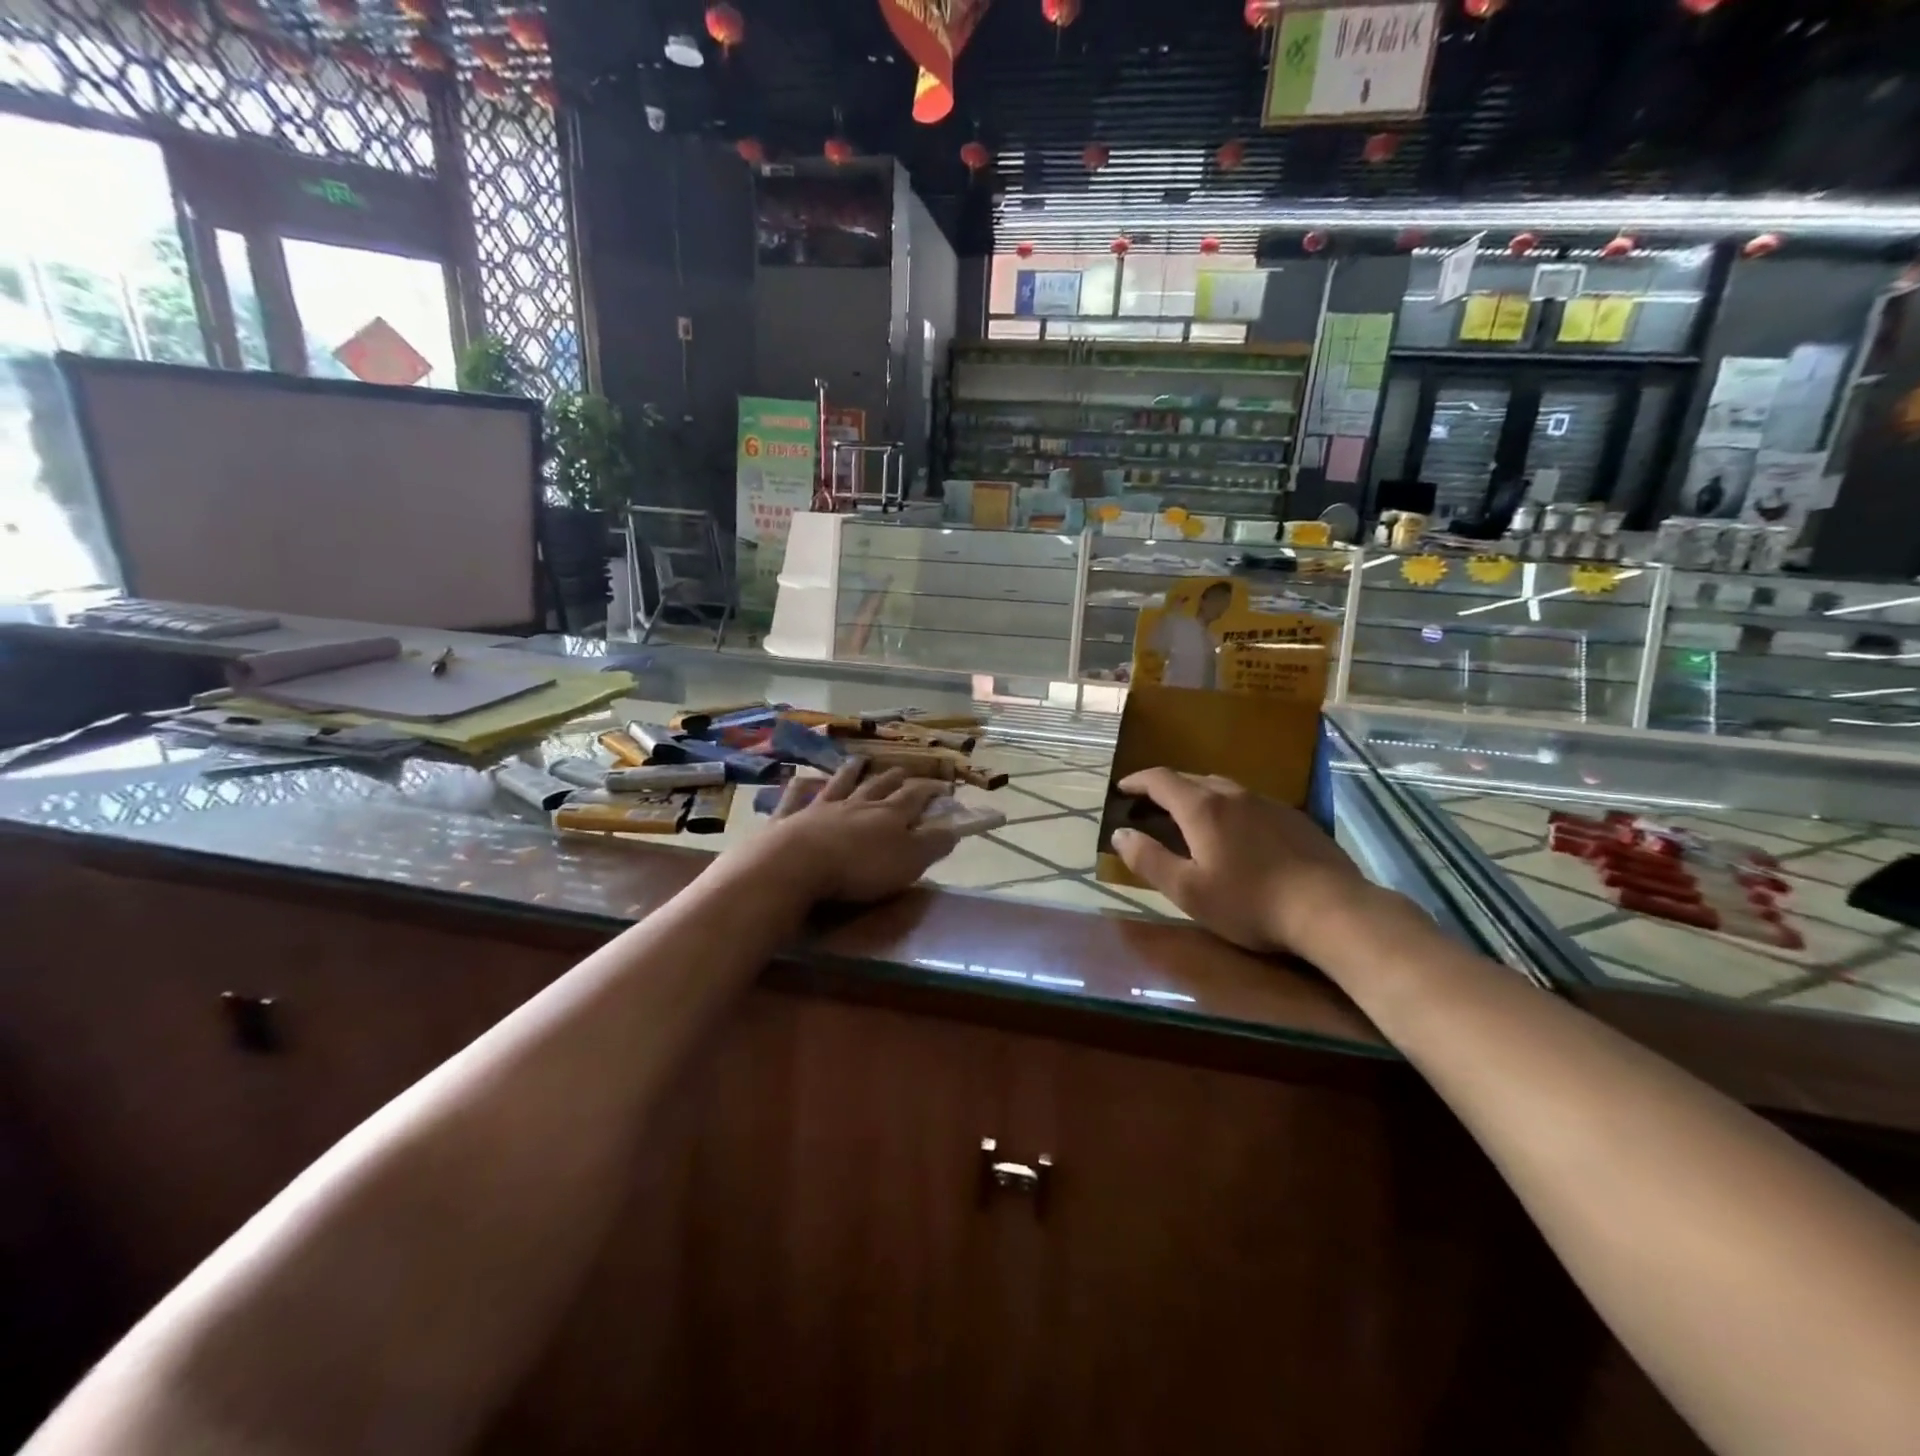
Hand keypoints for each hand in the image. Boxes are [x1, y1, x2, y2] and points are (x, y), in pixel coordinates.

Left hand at [730, 763, 958, 904]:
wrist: (797, 865)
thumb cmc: (860, 868)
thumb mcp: (909, 861)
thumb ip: (933, 844)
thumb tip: (955, 827)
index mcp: (889, 815)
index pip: (915, 797)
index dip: (930, 791)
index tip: (943, 787)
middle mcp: (857, 803)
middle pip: (879, 785)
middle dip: (894, 778)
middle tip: (903, 770)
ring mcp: (821, 807)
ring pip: (841, 783)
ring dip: (852, 771)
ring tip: (860, 760)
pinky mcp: (789, 818)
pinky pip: (797, 797)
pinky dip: (802, 786)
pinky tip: (802, 779)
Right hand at [1111, 768, 1380, 956]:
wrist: (1330, 909)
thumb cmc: (1249, 902)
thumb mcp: (1188, 890)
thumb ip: (1148, 860)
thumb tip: (1120, 834)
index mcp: (1202, 808)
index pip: (1161, 780)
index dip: (1137, 781)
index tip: (1122, 789)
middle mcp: (1233, 795)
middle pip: (1192, 779)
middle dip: (1166, 788)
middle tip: (1151, 806)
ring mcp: (1267, 803)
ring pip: (1223, 788)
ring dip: (1199, 795)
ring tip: (1190, 816)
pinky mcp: (1293, 817)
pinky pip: (1249, 802)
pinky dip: (1229, 808)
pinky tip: (1236, 833)